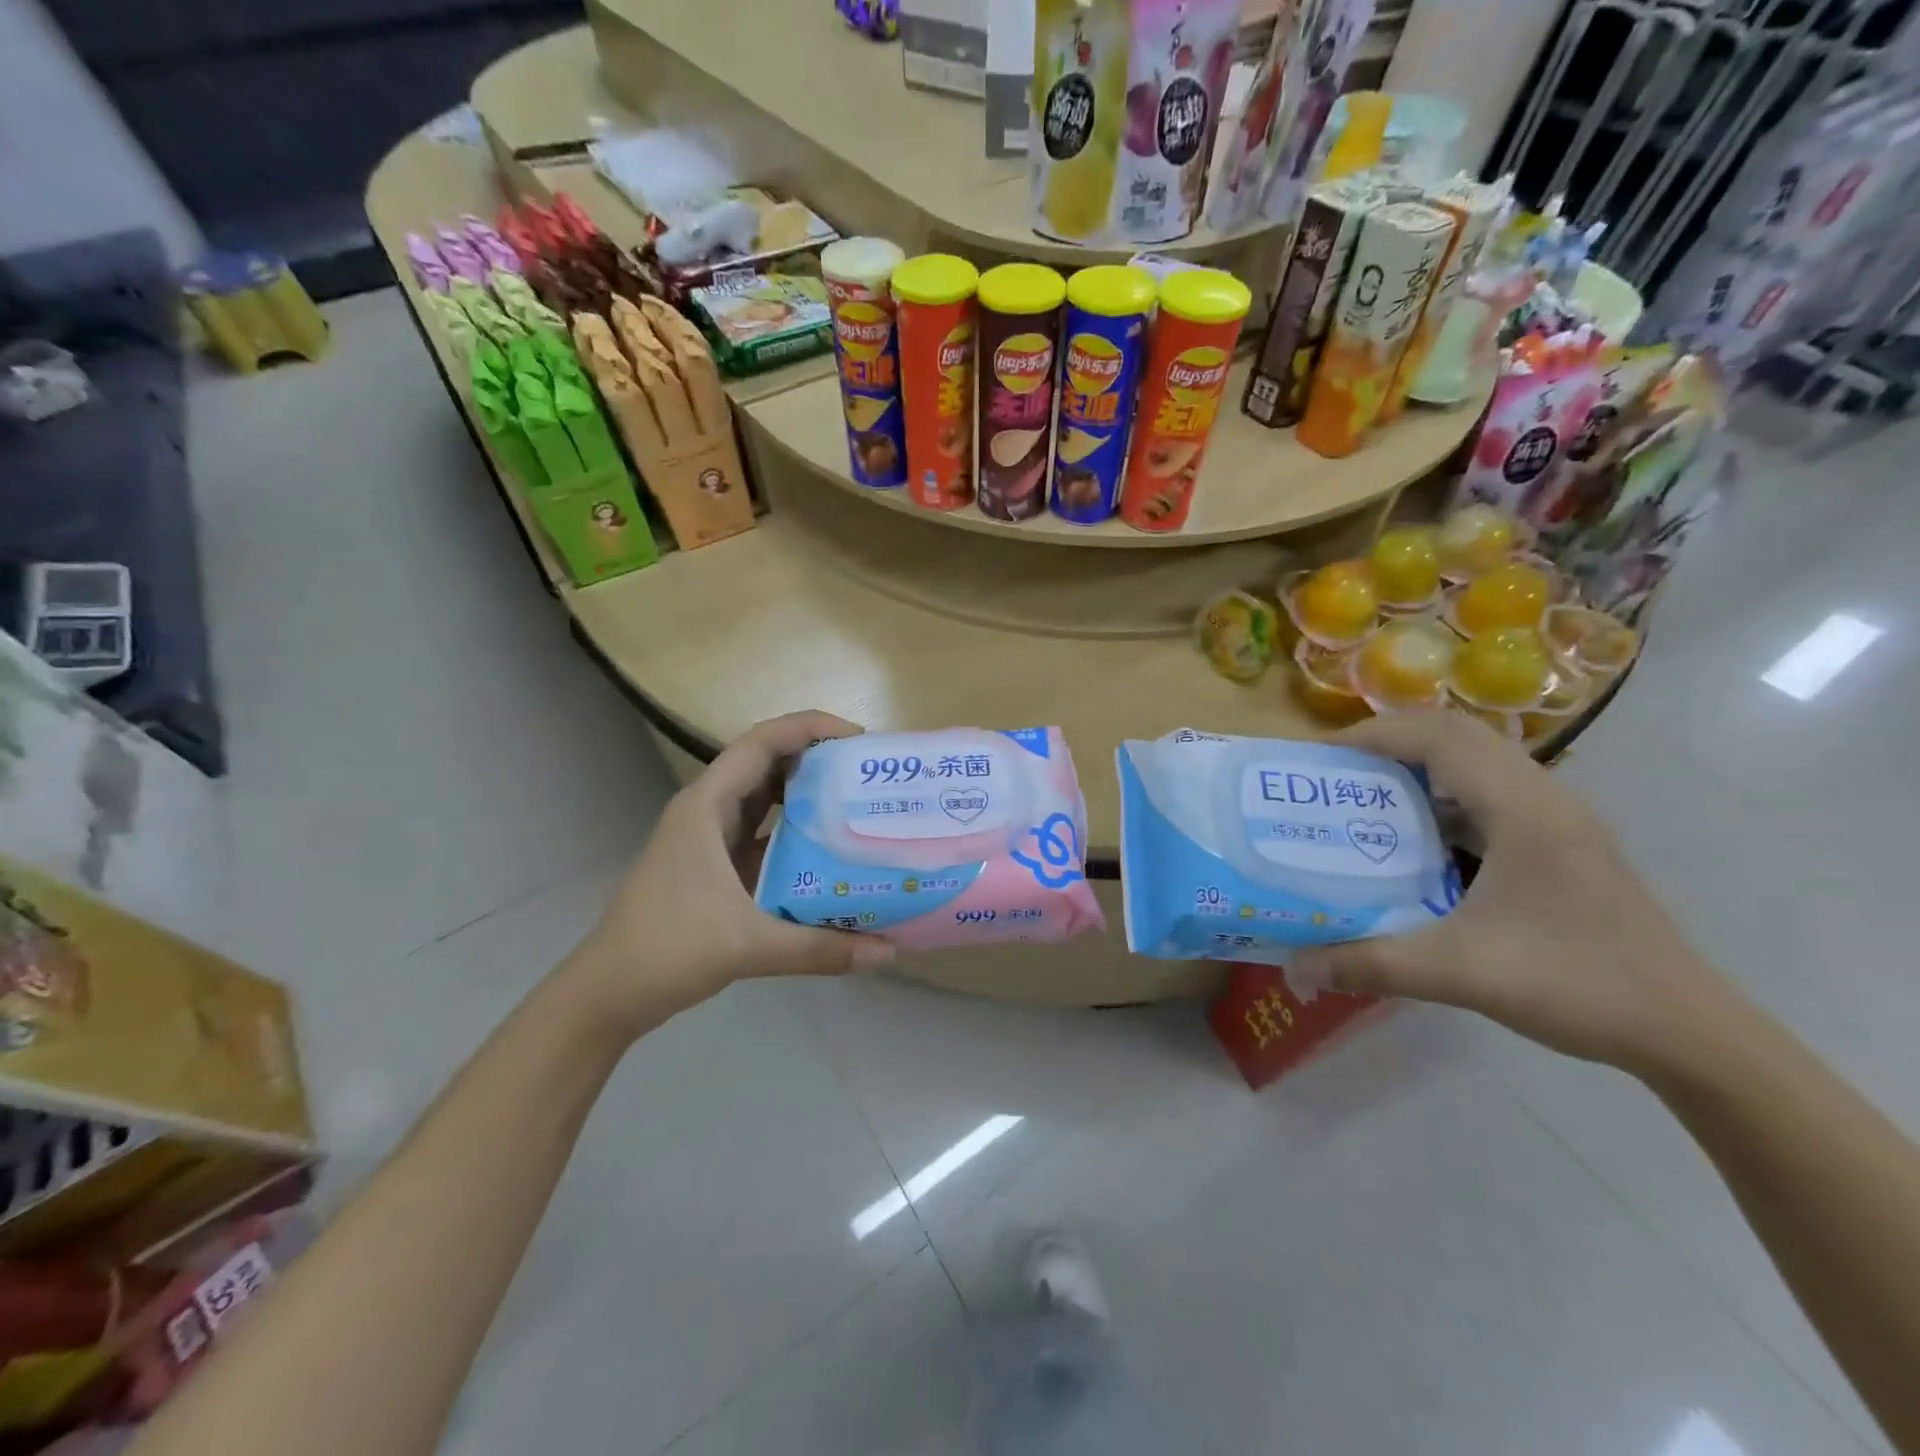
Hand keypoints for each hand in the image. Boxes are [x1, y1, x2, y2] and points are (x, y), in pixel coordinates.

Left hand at [570, 711, 894, 1030]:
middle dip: (816, 758)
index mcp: (707, 806)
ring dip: (806, 794)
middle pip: (766, 762)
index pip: (762, 742)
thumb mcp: (748, 945)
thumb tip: (886, 952)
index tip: (857, 739)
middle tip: (866, 772)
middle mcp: (708, 811)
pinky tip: (827, 850)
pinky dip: (794, 831)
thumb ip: (819, 948)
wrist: (608, 993)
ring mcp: (709, 838)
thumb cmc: (667, 950)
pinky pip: (761, 833)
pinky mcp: (714, 865)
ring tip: (856, 802)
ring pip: (764, 798)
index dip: (810, 728)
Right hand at [1292, 712, 1738, 1080]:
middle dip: (1390, 741)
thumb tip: (1294, 966)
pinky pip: (1493, 792)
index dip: (1374, 735)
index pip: (1440, 737)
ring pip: (1479, 761)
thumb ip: (1371, 964)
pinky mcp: (1563, 843)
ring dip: (1419, 765)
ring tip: (1366, 795)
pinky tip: (1417, 839)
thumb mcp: (1460, 973)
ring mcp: (1559, 820)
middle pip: (1458, 735)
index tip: (1320, 757)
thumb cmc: (1578, 986)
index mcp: (1523, 810)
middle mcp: (1545, 798)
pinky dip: (1445, 795)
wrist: (1691, 1033)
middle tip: (1336, 771)